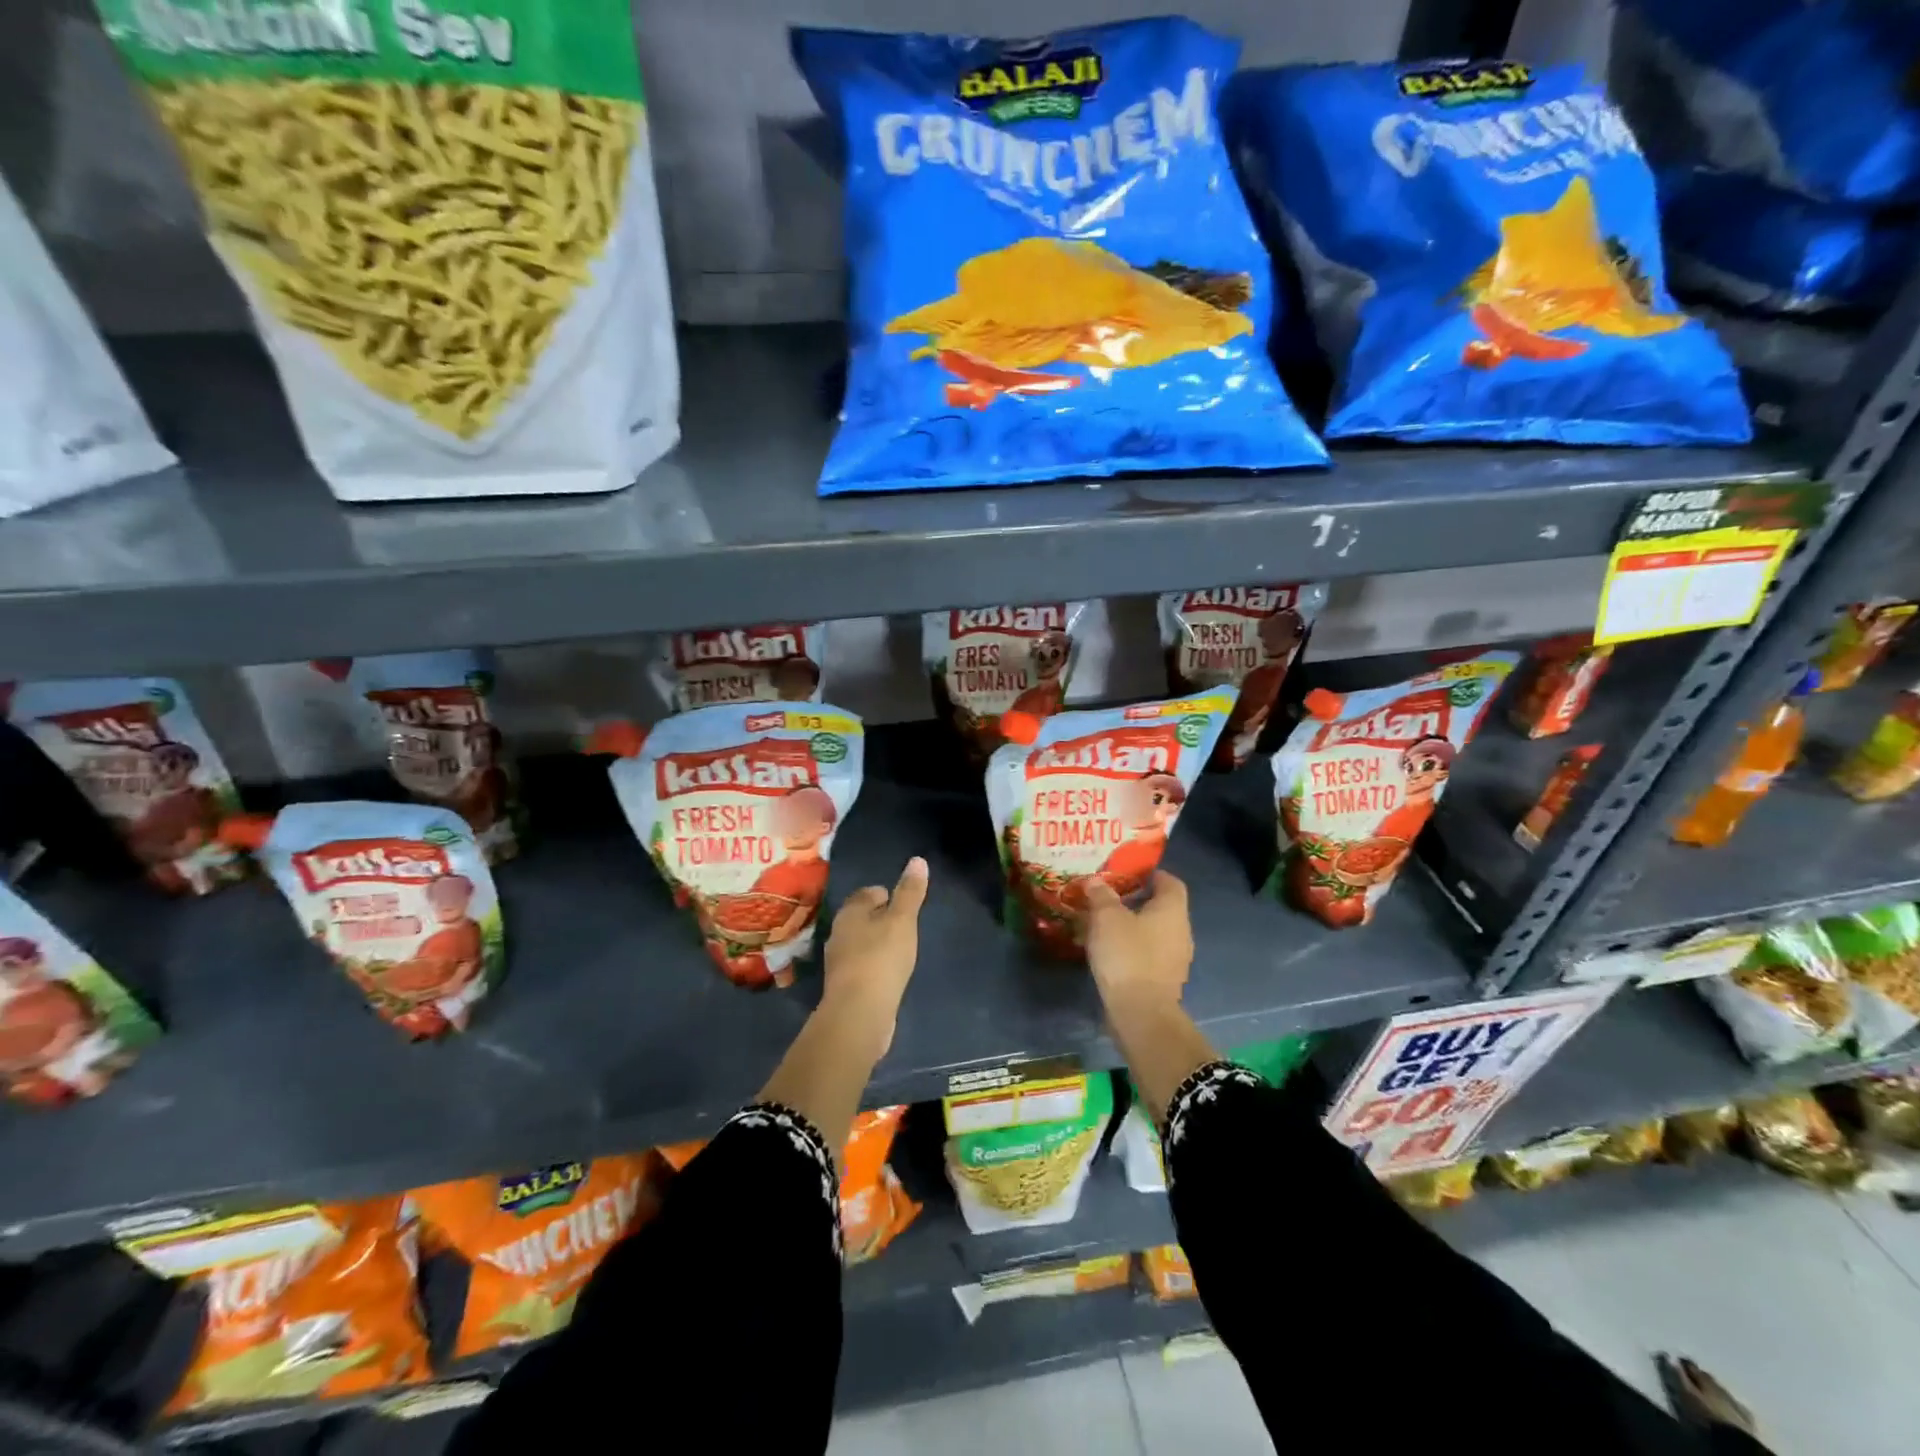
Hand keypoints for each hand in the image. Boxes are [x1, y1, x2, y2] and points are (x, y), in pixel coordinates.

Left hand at [821, 856, 928, 1058]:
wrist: (859, 1013)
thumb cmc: (882, 958)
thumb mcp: (902, 920)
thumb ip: (910, 892)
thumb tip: (917, 860)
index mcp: (850, 912)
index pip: (868, 892)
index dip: (887, 895)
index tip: (905, 907)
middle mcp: (838, 932)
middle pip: (862, 917)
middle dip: (881, 919)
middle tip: (906, 928)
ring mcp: (839, 961)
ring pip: (861, 942)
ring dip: (877, 943)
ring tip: (901, 951)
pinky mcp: (845, 986)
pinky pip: (862, 966)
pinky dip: (875, 965)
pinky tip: (889, 975)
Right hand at [1082, 871, 1192, 1016]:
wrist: (1141, 1013)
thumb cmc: (1127, 955)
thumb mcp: (1106, 918)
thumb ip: (1101, 895)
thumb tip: (1096, 881)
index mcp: (1172, 910)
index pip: (1171, 882)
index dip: (1152, 874)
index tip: (1129, 873)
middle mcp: (1181, 931)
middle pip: (1164, 907)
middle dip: (1139, 900)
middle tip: (1111, 897)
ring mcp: (1177, 958)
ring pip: (1157, 932)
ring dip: (1136, 926)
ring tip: (1107, 924)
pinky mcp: (1166, 980)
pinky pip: (1151, 954)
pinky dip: (1135, 948)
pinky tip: (1113, 951)